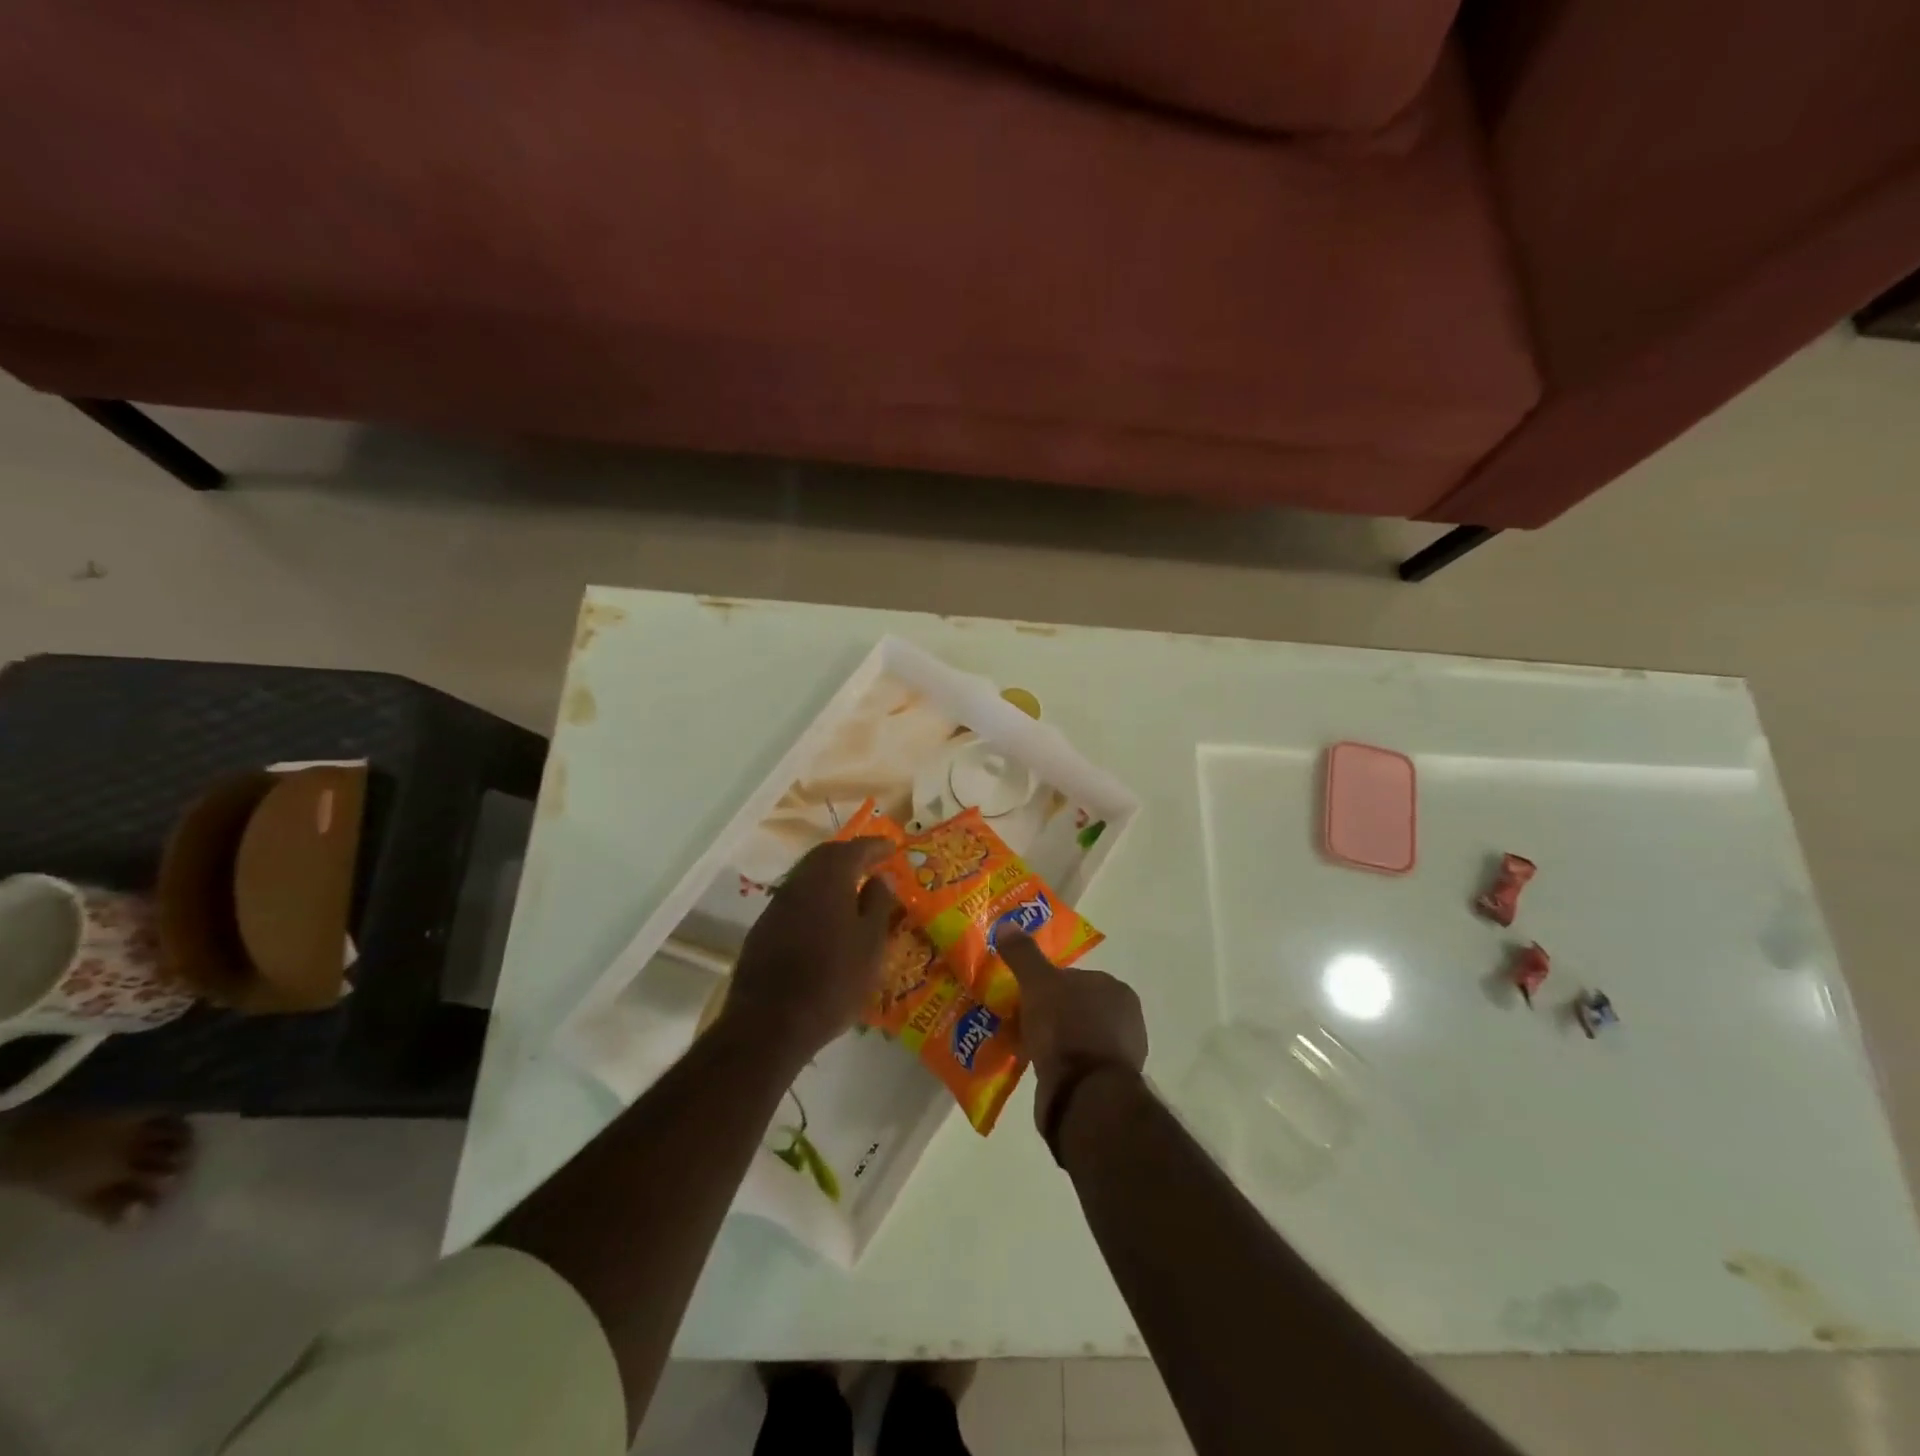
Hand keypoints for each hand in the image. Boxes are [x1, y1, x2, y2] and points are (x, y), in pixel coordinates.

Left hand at [722, 838, 896, 1065]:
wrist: (770, 1023)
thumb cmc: (834, 980)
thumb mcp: (870, 944)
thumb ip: (878, 904)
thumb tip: (881, 878)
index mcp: (828, 879)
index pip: (854, 849)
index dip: (875, 846)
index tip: (892, 846)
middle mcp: (799, 883)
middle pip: (825, 857)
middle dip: (850, 855)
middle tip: (871, 861)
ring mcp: (777, 906)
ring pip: (808, 878)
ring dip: (831, 877)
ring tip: (853, 889)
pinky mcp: (764, 930)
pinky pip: (796, 900)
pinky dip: (816, 899)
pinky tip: (826, 918)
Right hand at [1000, 931, 1147, 1140]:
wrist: (1084, 1096)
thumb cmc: (1067, 1029)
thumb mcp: (1038, 983)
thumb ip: (1024, 954)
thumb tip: (1008, 923)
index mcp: (1116, 989)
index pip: (1074, 977)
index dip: (1046, 985)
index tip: (1024, 996)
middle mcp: (1126, 1018)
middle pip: (1076, 1007)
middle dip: (1051, 1014)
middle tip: (1021, 1023)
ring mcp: (1121, 1054)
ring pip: (1077, 1037)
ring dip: (1055, 1042)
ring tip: (1025, 1048)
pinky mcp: (1110, 1086)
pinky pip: (1078, 1066)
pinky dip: (1060, 1065)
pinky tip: (1039, 1070)